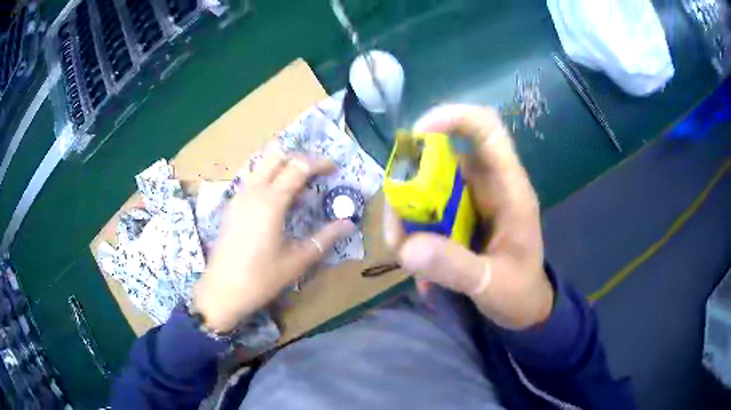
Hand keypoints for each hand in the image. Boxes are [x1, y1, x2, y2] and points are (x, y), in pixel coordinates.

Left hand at [194, 145, 355, 331]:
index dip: (319, 163)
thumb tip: (349, 224)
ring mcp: (239, 196)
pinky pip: (253, 179)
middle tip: (317, 171)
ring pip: (262, 165)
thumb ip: (325, 238)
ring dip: (283, 166)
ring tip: (301, 185)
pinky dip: (270, 178)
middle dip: (300, 157)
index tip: (334, 168)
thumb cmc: (261, 278)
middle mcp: (253, 191)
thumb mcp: (297, 261)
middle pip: (277, 156)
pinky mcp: (232, 205)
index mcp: (271, 202)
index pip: (298, 167)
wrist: (221, 291)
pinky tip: (280, 201)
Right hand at [384, 104, 553, 329]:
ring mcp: (470, 200)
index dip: (452, 118)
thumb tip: (407, 248)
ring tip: (401, 251)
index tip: (416, 137)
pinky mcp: (458, 216)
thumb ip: (456, 268)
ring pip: (428, 184)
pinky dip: (412, 229)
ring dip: (406, 212)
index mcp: (510, 189)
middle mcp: (488, 185)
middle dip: (411, 183)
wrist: (525, 307)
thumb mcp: (493, 284)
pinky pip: (426, 209)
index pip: (486, 128)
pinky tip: (414, 261)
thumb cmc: (520, 292)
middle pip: (442, 157)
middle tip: (396, 226)